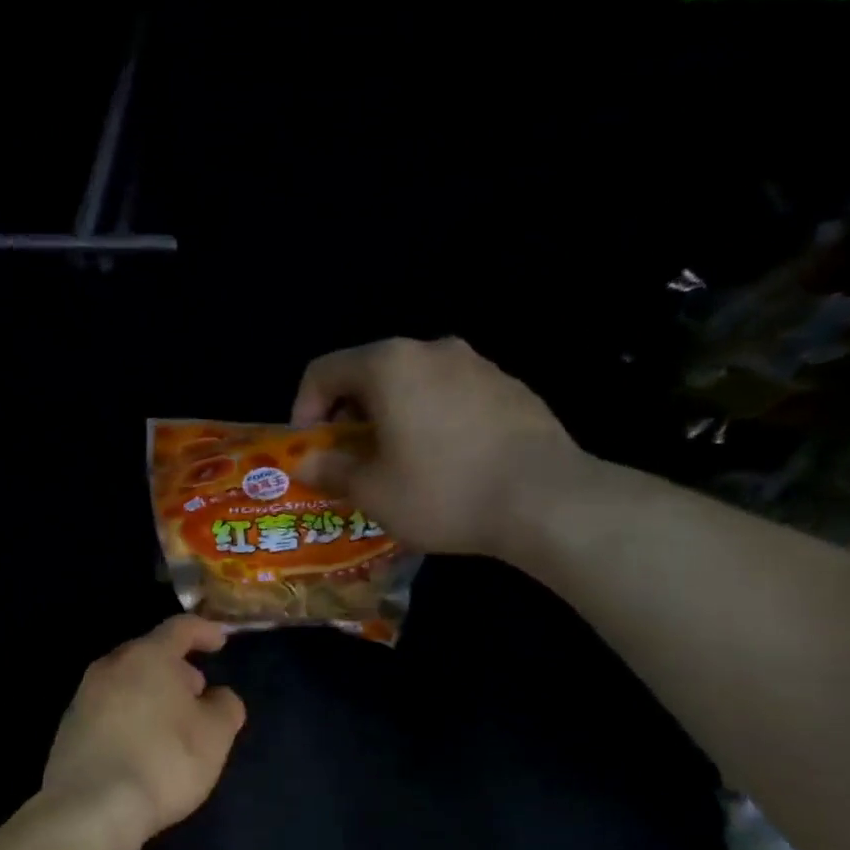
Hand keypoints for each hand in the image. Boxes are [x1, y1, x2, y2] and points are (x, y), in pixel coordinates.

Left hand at [41, 616, 245, 846]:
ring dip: (150, 692)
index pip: (179, 628)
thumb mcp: (215, 736)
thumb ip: (225, 707)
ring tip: (171, 721)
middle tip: (196, 690)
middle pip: (147, 654)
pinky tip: (141, 744)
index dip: (204, 631)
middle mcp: (110, 667)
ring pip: (125, 682)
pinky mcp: (68, 729)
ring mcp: (83, 698)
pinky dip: (129, 715)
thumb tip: (218, 697)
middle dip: (175, 667)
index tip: (220, 641)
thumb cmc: (164, 761)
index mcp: (147, 657)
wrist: (91, 808)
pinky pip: (108, 709)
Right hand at [291, 336, 583, 556]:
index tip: (311, 450)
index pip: (324, 371)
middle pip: (369, 373)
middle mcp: (432, 350)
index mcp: (389, 366)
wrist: (545, 499)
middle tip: (348, 461)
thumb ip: (331, 470)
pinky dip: (430, 420)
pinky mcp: (509, 387)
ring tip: (395, 465)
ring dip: (390, 418)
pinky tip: (442, 464)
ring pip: (412, 384)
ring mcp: (477, 365)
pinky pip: (450, 397)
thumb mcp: (372, 492)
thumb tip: (305, 463)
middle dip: (348, 416)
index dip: (303, 410)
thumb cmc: (442, 491)